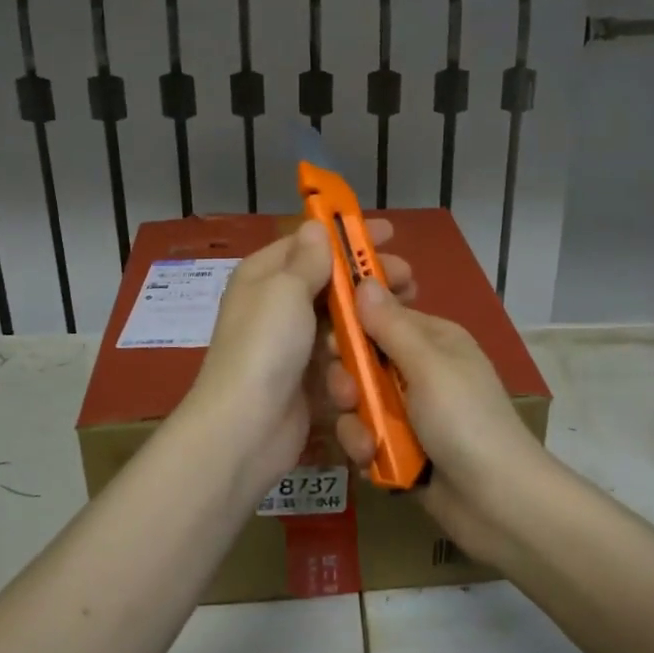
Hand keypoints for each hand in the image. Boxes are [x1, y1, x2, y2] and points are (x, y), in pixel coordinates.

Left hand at [182, 219, 412, 494]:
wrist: (246, 427)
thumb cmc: (265, 347)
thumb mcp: (285, 290)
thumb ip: (308, 259)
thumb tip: (316, 224)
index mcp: (264, 275)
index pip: (309, 243)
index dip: (346, 235)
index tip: (388, 234)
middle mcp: (276, 304)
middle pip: (330, 281)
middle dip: (367, 277)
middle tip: (407, 278)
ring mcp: (293, 342)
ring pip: (339, 317)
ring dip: (369, 313)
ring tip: (406, 311)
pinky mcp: (308, 376)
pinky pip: (340, 352)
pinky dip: (359, 347)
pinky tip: (386, 347)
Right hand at [326, 278, 554, 560]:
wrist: (498, 503)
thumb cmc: (466, 421)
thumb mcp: (428, 366)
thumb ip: (390, 326)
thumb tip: (364, 280)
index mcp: (432, 339)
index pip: (380, 316)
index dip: (352, 324)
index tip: (330, 339)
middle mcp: (419, 370)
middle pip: (362, 360)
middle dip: (348, 379)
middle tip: (348, 396)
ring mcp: (409, 411)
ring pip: (358, 402)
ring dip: (356, 422)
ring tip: (368, 442)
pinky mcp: (400, 448)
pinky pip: (365, 436)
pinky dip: (365, 449)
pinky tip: (373, 462)